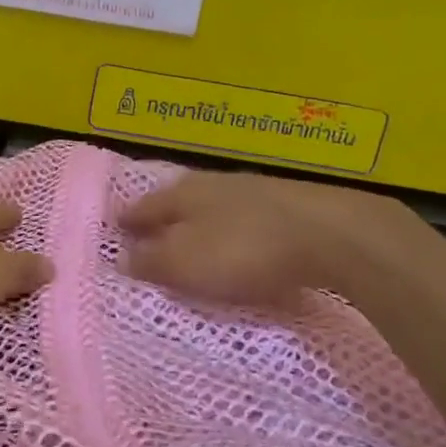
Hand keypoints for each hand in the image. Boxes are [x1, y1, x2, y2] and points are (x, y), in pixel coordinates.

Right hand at [119, 170, 434, 311]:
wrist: (330, 234)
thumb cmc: (244, 250)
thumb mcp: (186, 262)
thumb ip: (152, 260)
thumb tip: (122, 257)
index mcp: (184, 193)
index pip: (145, 206)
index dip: (128, 219)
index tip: (115, 226)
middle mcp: (214, 183)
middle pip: (178, 199)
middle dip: (162, 216)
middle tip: (147, 230)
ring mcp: (254, 190)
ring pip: (213, 204)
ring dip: (198, 221)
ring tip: (189, 236)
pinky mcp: (287, 205)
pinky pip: (244, 216)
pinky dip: (231, 228)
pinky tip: (238, 239)